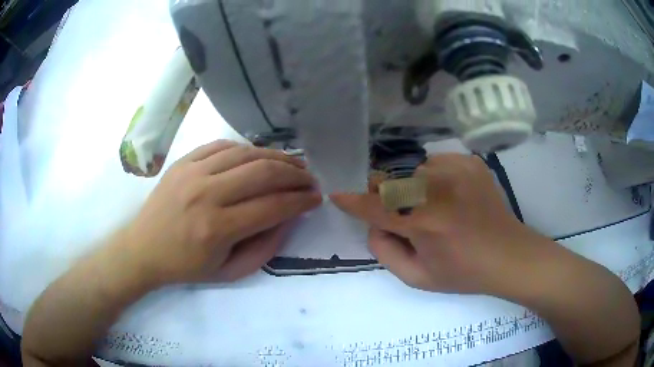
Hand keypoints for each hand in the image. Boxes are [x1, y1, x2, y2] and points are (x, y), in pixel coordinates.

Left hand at [122, 140, 321, 285]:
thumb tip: (289, 217)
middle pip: (263, 173)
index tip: (316, 198)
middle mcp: (206, 195)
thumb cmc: (186, 267)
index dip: (301, 201)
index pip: (272, 207)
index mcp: (217, 229)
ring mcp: (192, 172)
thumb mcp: (230, 272)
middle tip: (310, 179)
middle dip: (295, 174)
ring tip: (293, 164)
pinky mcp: (184, 161)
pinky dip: (247, 149)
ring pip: (246, 153)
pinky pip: (223, 145)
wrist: (143, 248)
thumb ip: (265, 247)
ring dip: (276, 157)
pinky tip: (259, 156)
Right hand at [331, 154, 548, 295]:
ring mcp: (457, 169)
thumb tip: (375, 223)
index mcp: (425, 222)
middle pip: (392, 181)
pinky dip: (434, 179)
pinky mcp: (470, 162)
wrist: (508, 255)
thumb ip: (385, 251)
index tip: (338, 193)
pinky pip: (436, 163)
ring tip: (436, 208)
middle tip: (404, 217)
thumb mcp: (417, 278)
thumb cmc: (463, 272)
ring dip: (413, 189)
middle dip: (387, 197)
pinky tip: (451, 197)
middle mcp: (439, 188)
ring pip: (413, 171)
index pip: (376, 206)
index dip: (353, 201)